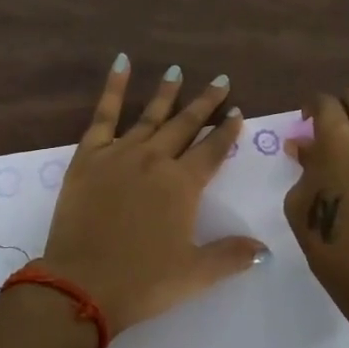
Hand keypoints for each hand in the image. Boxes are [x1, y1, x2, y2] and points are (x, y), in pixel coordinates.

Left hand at [40, 55, 264, 334]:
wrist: (82, 284)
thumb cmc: (142, 281)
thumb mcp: (194, 274)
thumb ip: (231, 256)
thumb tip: (266, 250)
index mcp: (183, 185)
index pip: (213, 150)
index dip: (227, 131)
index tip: (237, 111)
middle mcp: (155, 159)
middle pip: (186, 125)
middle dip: (205, 103)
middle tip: (220, 80)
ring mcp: (120, 153)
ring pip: (150, 115)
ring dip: (166, 93)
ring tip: (176, 71)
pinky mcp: (89, 155)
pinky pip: (104, 114)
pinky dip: (113, 88)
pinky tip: (121, 63)